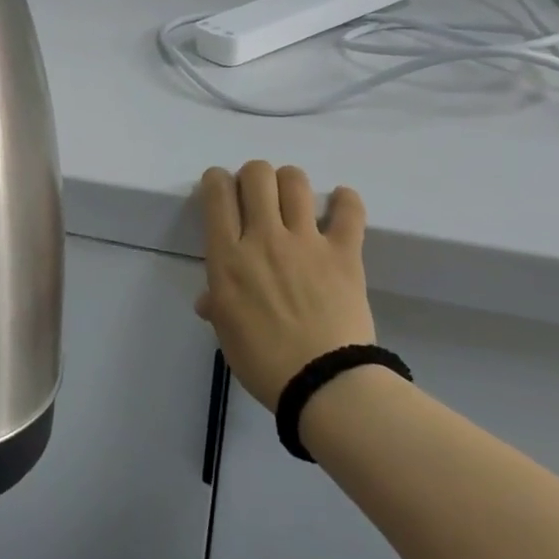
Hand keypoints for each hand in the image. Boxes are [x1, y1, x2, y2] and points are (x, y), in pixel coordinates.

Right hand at [197, 162, 375, 412]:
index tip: (221, 188)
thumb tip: (209, 300)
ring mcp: (305, 242)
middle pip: (256, 175)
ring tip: (293, 199)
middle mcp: (263, 237)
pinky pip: (349, 211)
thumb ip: (217, 304)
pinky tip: (340, 203)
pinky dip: (345, 200)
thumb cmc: (263, 362)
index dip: (216, 180)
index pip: (217, 193)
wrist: (322, 384)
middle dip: (253, 176)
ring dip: (290, 182)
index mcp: (228, 256)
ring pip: (295, 181)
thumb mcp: (227, 332)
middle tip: (257, 195)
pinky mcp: (343, 253)